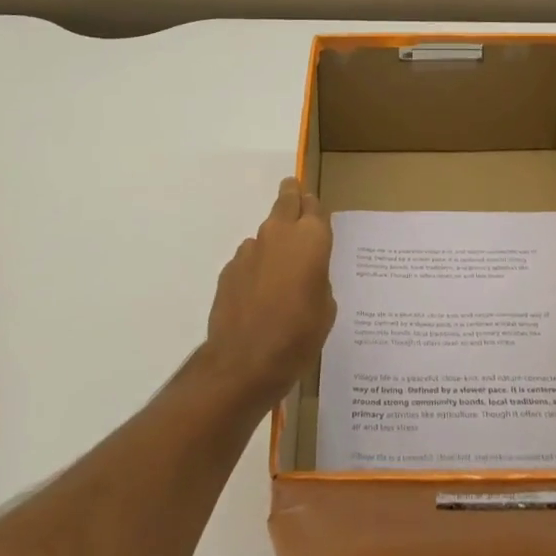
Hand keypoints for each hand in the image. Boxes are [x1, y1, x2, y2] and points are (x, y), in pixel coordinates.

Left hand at [202, 176, 335, 408]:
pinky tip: (259, 295)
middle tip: (294, 194)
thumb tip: (305, 274)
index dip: (314, 206)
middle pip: (286, 200)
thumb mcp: (326, 308)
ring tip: (279, 272)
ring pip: (266, 233)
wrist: (245, 361)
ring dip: (273, 243)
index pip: (314, 205)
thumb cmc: (299, 335)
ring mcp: (250, 249)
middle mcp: (279, 234)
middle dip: (291, 195)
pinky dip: (256, 268)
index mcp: (311, 239)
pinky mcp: (229, 269)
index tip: (314, 208)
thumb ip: (318, 279)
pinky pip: (249, 259)